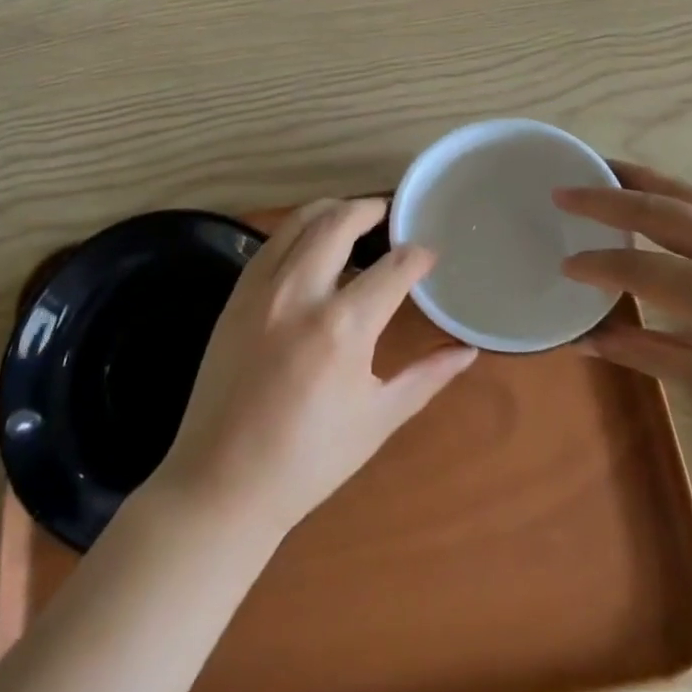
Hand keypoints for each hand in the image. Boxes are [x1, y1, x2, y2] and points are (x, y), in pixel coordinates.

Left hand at [154, 198, 477, 539]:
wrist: (223, 482)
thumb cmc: (309, 459)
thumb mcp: (378, 419)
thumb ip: (427, 377)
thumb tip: (468, 350)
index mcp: (344, 327)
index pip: (394, 268)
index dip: (418, 256)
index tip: (430, 254)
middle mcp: (301, 294)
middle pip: (340, 223)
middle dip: (371, 209)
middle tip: (389, 212)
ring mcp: (262, 290)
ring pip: (300, 222)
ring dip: (332, 209)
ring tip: (353, 216)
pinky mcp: (236, 295)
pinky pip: (270, 243)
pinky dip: (297, 230)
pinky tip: (310, 243)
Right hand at [553, 163, 691, 461]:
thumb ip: (640, 351)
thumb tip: (583, 341)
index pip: (638, 265)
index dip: (596, 263)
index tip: (565, 262)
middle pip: (657, 208)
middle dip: (604, 197)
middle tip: (564, 190)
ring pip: (687, 192)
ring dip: (640, 179)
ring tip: (602, 169)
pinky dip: (677, 190)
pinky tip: (658, 192)